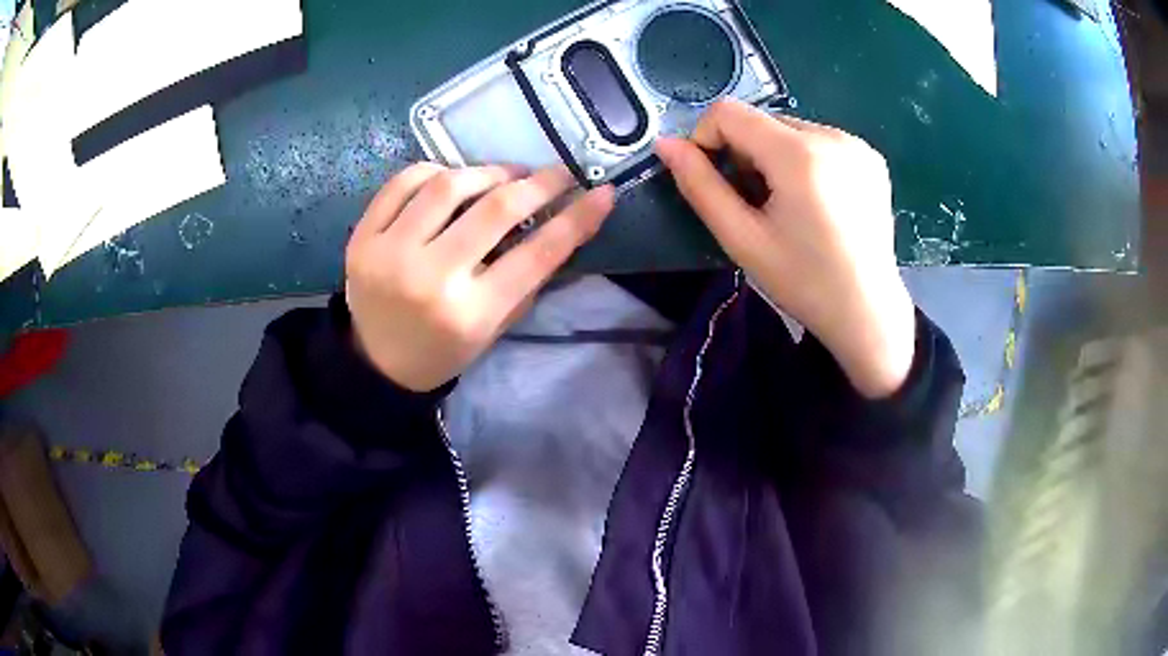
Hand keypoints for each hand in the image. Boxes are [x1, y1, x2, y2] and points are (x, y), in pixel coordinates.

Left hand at [345, 163, 614, 391]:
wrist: (377, 362)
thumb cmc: (444, 349)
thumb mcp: (494, 327)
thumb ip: (527, 280)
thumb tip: (562, 222)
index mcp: (470, 313)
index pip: (536, 255)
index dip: (576, 219)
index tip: (602, 193)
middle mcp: (430, 279)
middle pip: (494, 210)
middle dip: (538, 183)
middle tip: (557, 173)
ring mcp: (389, 254)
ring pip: (448, 185)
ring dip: (487, 171)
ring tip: (504, 176)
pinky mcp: (362, 237)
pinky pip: (402, 183)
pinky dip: (435, 170)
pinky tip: (452, 177)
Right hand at [655, 100, 914, 397]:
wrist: (867, 312)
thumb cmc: (804, 282)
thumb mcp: (742, 239)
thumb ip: (700, 186)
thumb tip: (665, 144)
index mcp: (800, 154)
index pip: (729, 112)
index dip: (707, 139)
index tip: (717, 181)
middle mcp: (832, 135)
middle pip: (761, 121)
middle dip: (746, 154)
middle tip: (759, 205)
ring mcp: (856, 144)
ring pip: (790, 130)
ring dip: (775, 157)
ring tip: (791, 206)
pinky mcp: (870, 156)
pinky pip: (819, 141)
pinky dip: (805, 161)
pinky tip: (819, 201)